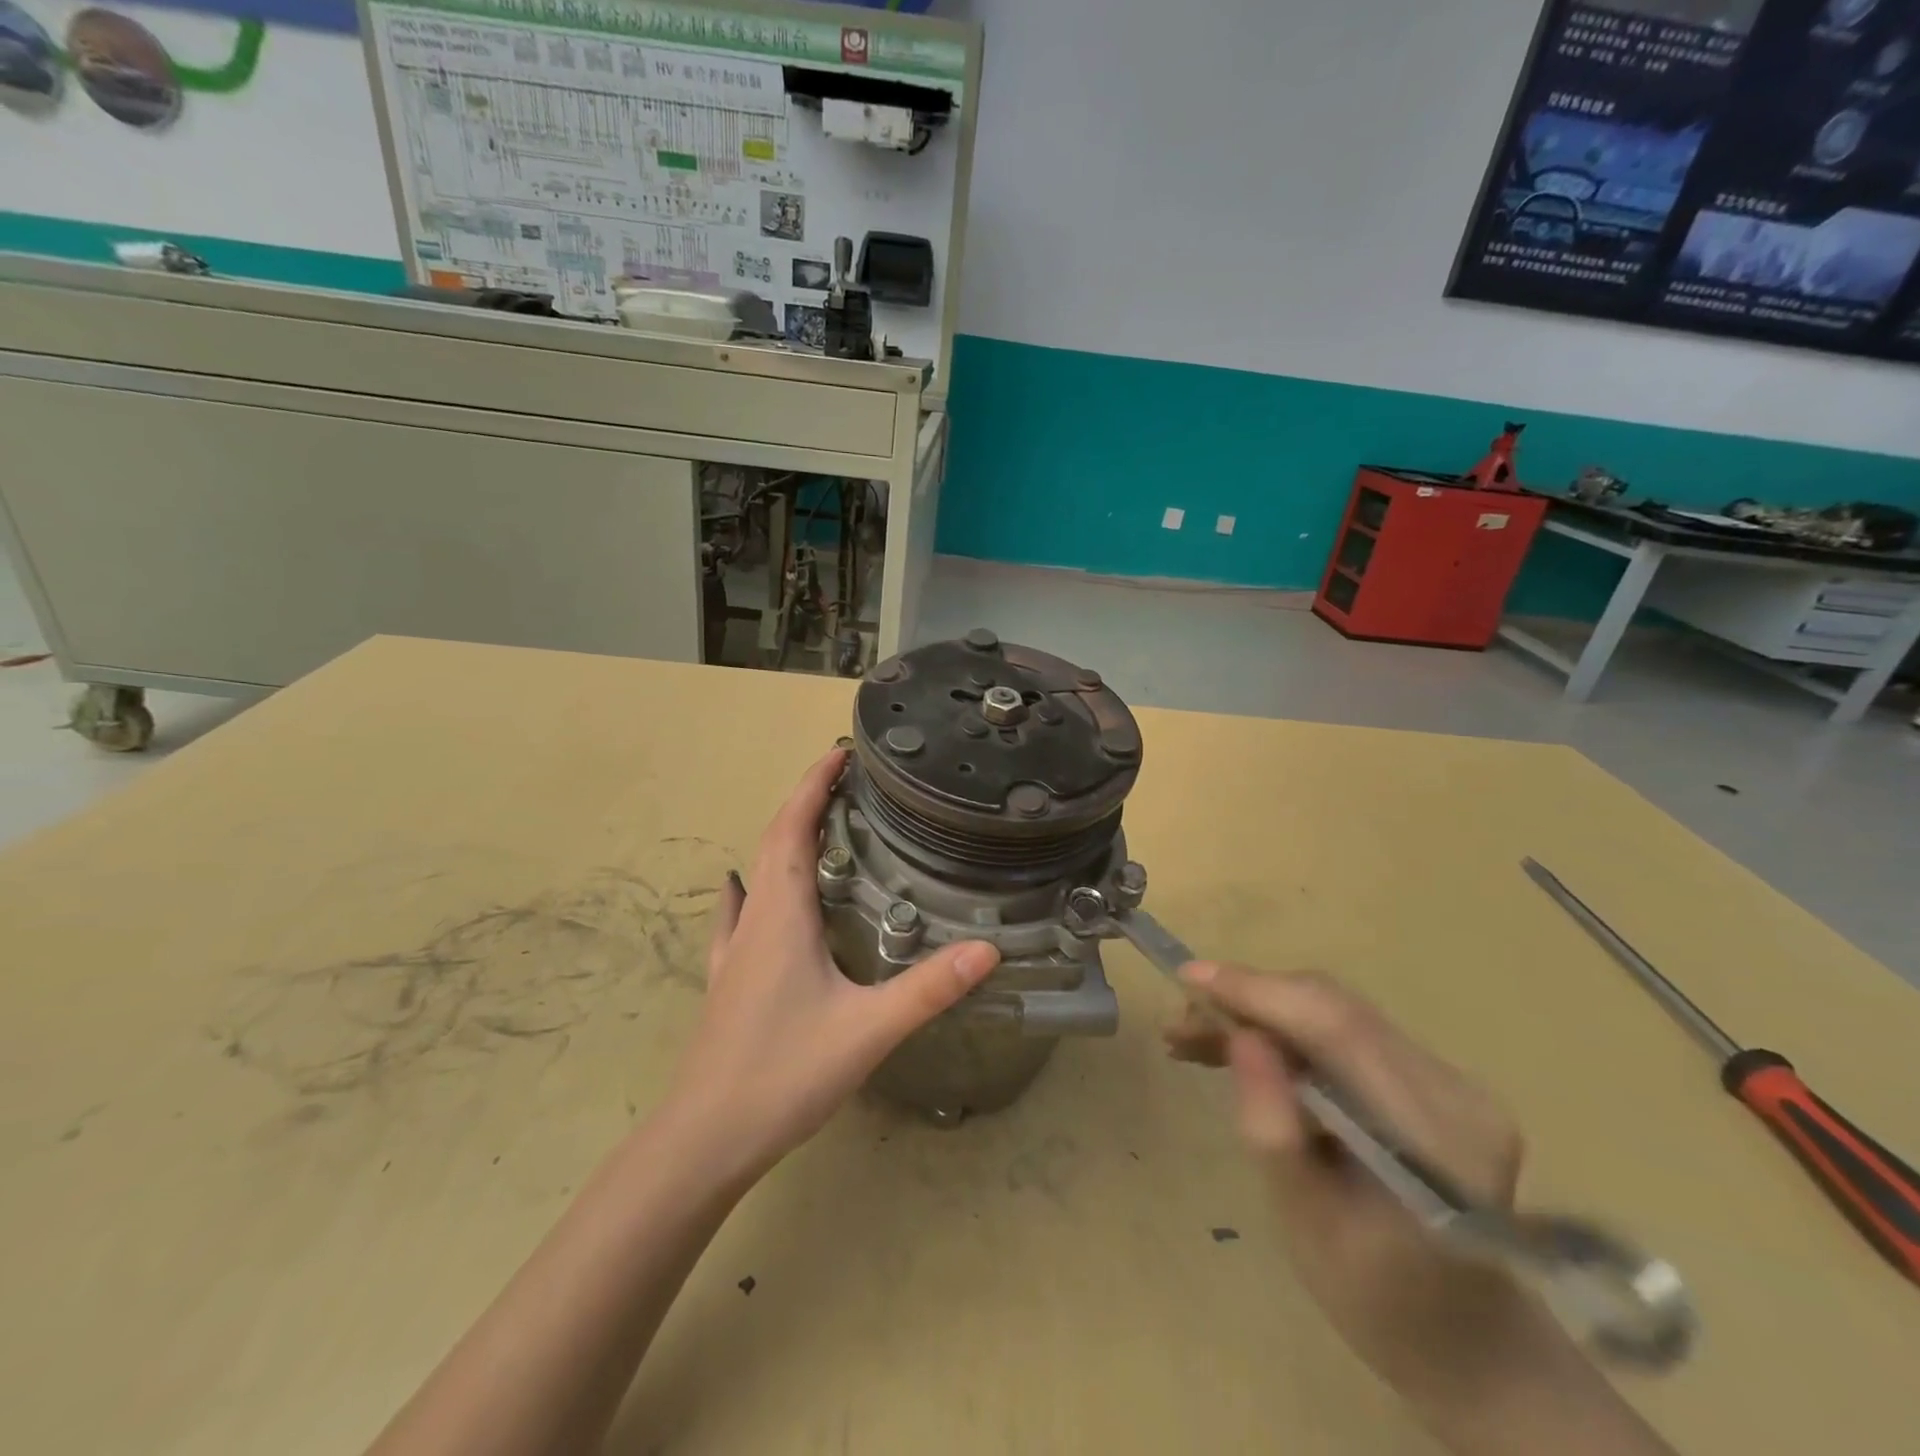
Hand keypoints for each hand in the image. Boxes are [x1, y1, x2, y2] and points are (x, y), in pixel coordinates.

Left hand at [667, 749, 1000, 1176]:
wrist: (705, 1140)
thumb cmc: (783, 1073)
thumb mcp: (867, 1029)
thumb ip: (929, 988)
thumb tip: (988, 949)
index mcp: (781, 914)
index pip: (791, 827)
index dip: (813, 785)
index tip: (840, 753)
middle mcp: (754, 919)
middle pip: (774, 841)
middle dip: (805, 803)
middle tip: (847, 784)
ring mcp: (734, 950)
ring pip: (758, 875)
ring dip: (783, 840)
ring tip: (818, 827)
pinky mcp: (728, 979)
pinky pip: (741, 915)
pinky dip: (753, 888)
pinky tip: (749, 893)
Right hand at [1167, 967, 1537, 1403]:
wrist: (1456, 1335)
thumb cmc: (1376, 1300)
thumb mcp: (1308, 1227)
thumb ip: (1275, 1131)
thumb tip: (1240, 1036)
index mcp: (1439, 1136)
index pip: (1340, 1028)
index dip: (1260, 992)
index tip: (1188, 978)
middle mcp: (1453, 1089)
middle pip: (1334, 1008)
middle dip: (1249, 1000)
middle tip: (1181, 1021)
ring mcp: (1444, 1077)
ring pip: (1330, 1011)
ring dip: (1259, 1014)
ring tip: (1194, 1036)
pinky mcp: (1422, 1075)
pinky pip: (1339, 1030)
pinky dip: (1281, 1031)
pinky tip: (1237, 1047)